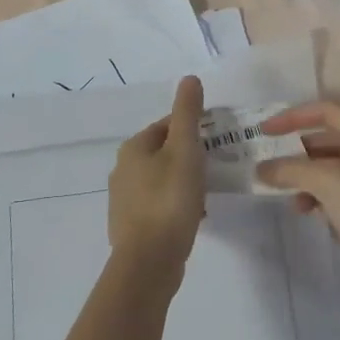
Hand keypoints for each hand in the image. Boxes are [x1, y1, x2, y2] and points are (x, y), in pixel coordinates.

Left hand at [107, 76, 206, 275]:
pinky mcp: (131, 226)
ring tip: (207, 195)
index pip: (167, 125)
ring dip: (184, 184)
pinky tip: (193, 218)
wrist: (148, 261)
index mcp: (133, 148)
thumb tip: (189, 79)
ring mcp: (123, 199)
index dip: (194, 129)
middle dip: (190, 158)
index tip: (218, 141)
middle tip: (216, 169)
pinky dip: (176, 206)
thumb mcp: (185, 150)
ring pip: (161, 180)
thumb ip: (188, 114)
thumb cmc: (169, 199)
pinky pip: (158, 205)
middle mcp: (122, 169)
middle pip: (163, 153)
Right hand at [256, 100, 339, 290]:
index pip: (329, 112)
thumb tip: (261, 169)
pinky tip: (303, 210)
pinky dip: (315, 198)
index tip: (264, 131)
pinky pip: (333, 197)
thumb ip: (290, 169)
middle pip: (328, 141)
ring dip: (303, 177)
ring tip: (283, 191)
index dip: (295, 116)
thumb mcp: (328, 180)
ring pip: (329, 171)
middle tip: (269, 162)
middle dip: (297, 150)